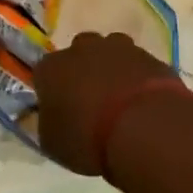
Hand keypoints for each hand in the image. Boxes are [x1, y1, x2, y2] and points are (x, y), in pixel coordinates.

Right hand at [33, 30, 189, 177]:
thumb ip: (48, 125)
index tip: (60, 111)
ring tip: (120, 103)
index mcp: (52, 68)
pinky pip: (138, 66)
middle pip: (79, 55)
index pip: (44, 73)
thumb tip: (51, 118)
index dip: (51, 92)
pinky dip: (138, 79)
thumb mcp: (53, 144)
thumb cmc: (88, 139)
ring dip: (113, 71)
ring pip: (111, 53)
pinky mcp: (148, 55)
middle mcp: (82, 48)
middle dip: (83, 73)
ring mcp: (118, 47)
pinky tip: (143, 104)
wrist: (143, 126)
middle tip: (91, 104)